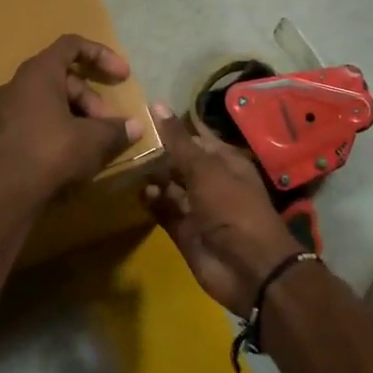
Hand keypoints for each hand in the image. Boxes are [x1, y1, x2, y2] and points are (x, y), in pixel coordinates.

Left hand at [0, 36, 142, 217]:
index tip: (123, 77)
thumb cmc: (51, 156)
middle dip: (88, 99)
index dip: (101, 55)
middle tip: (106, 127)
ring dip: (66, 116)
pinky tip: (40, 152)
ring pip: (38, 104)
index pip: (71, 45)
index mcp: (38, 74)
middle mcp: (13, 87)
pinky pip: (17, 129)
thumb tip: (134, 126)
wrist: (1, 199)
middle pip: (58, 79)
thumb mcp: (94, 141)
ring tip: (83, 145)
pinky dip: (35, 135)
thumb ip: (116, 130)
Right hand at [143, 104, 300, 316]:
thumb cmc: (232, 209)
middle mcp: (211, 181)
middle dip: (156, 152)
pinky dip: (152, 202)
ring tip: (123, 163)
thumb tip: (156, 104)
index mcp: (224, 161)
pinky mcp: (185, 231)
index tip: (139, 115)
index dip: (171, 127)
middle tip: (122, 138)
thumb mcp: (205, 170)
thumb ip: (178, 141)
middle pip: (179, 162)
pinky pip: (164, 211)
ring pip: (169, 187)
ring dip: (150, 177)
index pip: (194, 137)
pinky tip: (135, 192)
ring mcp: (197, 207)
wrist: (249, 269)